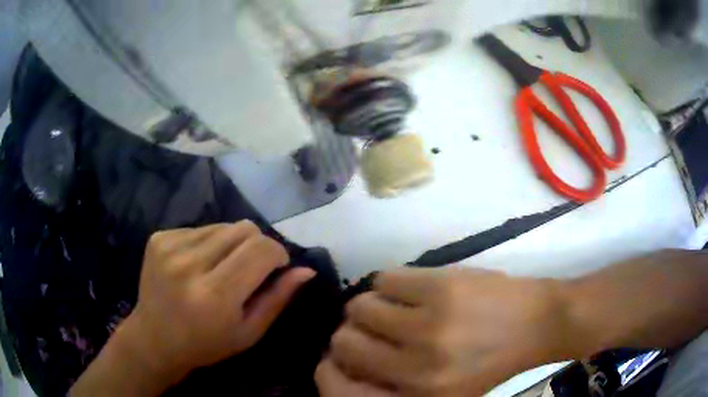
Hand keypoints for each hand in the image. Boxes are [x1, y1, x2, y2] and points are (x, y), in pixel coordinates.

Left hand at [122, 221, 315, 383]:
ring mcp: (170, 247)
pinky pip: (200, 227)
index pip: (261, 250)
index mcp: (215, 295)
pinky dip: (208, 242)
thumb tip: (306, 270)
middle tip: (248, 269)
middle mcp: (190, 265)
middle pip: (244, 229)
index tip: (275, 268)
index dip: (277, 254)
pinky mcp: (158, 237)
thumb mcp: (249, 332)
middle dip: (257, 245)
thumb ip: (278, 299)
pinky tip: (198, 264)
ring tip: (220, 268)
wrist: (155, 338)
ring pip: (223, 225)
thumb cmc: (206, 344)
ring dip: (231, 244)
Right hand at [329, 267, 565, 395]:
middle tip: (369, 328)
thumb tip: (350, 361)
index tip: (344, 355)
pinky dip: (389, 284)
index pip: (341, 384)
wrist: (538, 323)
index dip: (334, 365)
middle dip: (350, 333)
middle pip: (345, 341)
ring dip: (369, 306)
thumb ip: (396, 385)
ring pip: (361, 306)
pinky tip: (409, 290)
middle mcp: (416, 368)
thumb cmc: (490, 363)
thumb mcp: (444, 393)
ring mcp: (429, 324)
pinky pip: (384, 279)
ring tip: (391, 307)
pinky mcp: (440, 285)